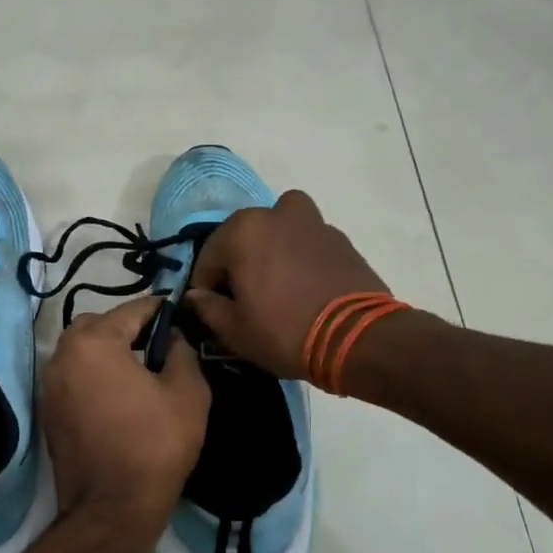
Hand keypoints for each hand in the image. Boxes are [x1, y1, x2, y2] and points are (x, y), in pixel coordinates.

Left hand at [41, 298, 211, 525]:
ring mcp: (49, 386)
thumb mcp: (188, 392)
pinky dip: (92, 376)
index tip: (177, 313)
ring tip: (137, 371)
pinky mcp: (48, 413)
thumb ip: (182, 352)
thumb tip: (173, 338)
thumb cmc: (155, 444)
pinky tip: (117, 396)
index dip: (158, 309)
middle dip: (125, 327)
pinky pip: (72, 378)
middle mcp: (62, 356)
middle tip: (155, 345)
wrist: (113, 509)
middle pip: (97, 325)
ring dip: (106, 352)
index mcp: (94, 343)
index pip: (131, 310)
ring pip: (80, 351)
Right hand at [185, 190, 391, 380]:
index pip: (208, 257)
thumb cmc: (284, 331)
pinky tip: (304, 287)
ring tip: (277, 281)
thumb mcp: (235, 330)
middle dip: (238, 262)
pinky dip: (300, 256)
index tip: (212, 310)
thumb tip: (195, 296)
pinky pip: (308, 241)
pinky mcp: (341, 239)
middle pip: (244, 236)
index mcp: (243, 231)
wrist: (356, 338)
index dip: (205, 287)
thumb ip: (207, 308)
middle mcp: (276, 214)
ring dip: (272, 248)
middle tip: (244, 297)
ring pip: (280, 229)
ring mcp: (313, 222)